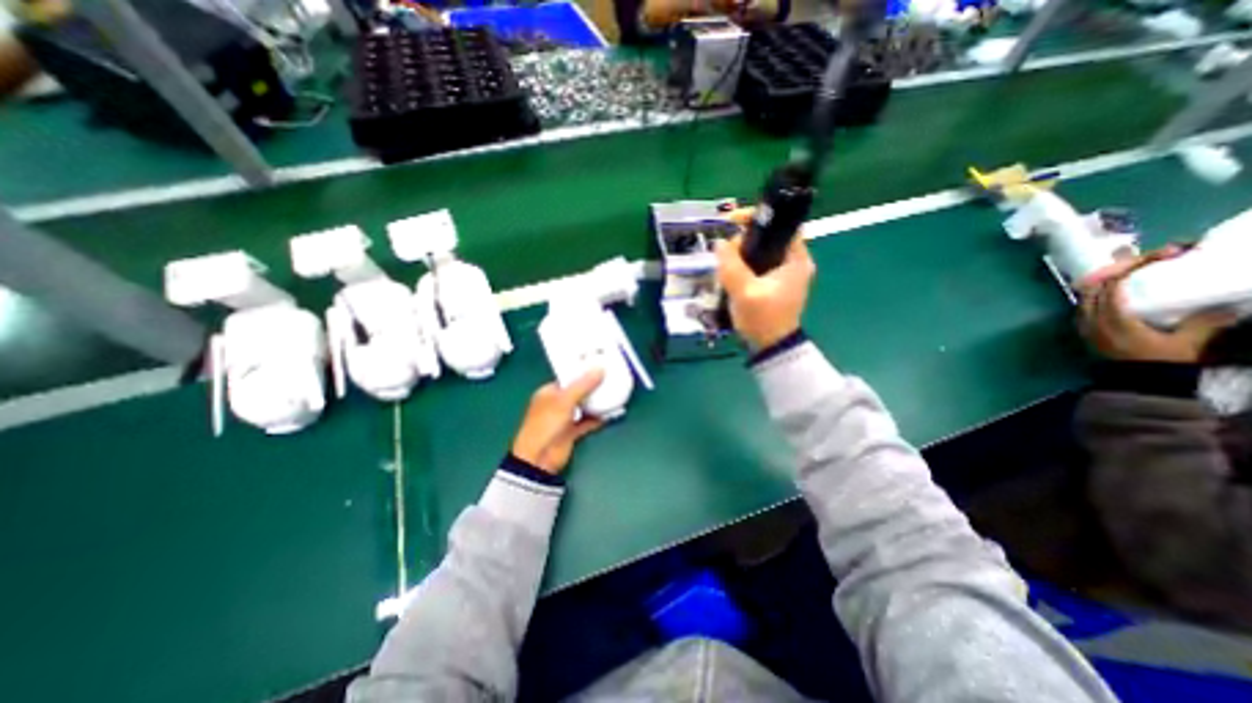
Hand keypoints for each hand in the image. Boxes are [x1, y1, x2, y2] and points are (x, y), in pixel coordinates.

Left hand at [507, 369, 606, 476]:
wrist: (539, 459)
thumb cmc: (546, 424)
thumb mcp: (564, 401)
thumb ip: (583, 385)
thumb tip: (600, 369)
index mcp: (548, 392)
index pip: (568, 378)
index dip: (582, 372)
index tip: (599, 366)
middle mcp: (556, 404)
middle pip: (578, 392)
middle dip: (592, 387)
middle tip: (610, 378)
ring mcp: (564, 419)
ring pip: (584, 407)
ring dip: (597, 402)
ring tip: (614, 392)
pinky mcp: (572, 432)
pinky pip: (588, 421)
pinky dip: (598, 418)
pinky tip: (610, 413)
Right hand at [715, 209, 823, 351]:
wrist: (771, 348)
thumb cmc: (763, 319)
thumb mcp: (745, 292)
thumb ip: (732, 266)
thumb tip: (720, 244)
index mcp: (796, 259)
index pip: (782, 223)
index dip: (759, 217)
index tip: (734, 221)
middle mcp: (794, 262)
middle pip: (767, 237)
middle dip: (744, 243)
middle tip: (726, 258)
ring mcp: (784, 274)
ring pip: (759, 252)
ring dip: (740, 258)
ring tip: (726, 273)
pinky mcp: (775, 284)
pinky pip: (756, 266)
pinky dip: (743, 268)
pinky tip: (731, 280)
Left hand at [1072, 246, 1234, 362]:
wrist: (1136, 385)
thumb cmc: (1161, 362)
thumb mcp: (1189, 341)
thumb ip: (1207, 321)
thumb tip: (1230, 304)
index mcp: (1112, 319)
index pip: (1113, 285)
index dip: (1134, 266)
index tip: (1163, 254)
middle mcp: (1090, 320)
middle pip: (1094, 287)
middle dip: (1117, 269)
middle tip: (1147, 257)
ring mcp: (1083, 325)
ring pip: (1086, 296)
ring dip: (1106, 280)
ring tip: (1132, 269)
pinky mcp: (1085, 330)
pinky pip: (1086, 306)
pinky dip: (1099, 293)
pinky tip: (1117, 290)